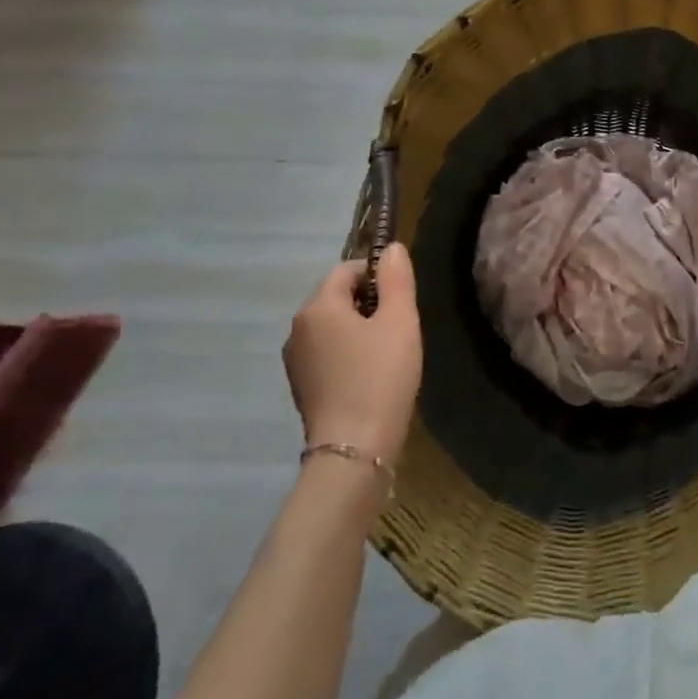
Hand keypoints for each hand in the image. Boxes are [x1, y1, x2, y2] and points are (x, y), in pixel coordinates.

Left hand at [283, 245, 422, 467]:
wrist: (354, 449)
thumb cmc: (380, 377)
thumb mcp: (400, 321)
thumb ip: (397, 279)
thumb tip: (392, 249)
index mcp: (318, 306)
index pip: (347, 269)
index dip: (378, 276)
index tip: (402, 300)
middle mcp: (297, 327)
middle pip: (336, 298)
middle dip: (369, 304)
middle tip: (399, 329)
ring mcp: (295, 359)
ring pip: (332, 327)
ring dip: (358, 331)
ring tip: (387, 355)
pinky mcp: (301, 386)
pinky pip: (327, 354)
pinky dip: (348, 355)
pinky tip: (370, 377)